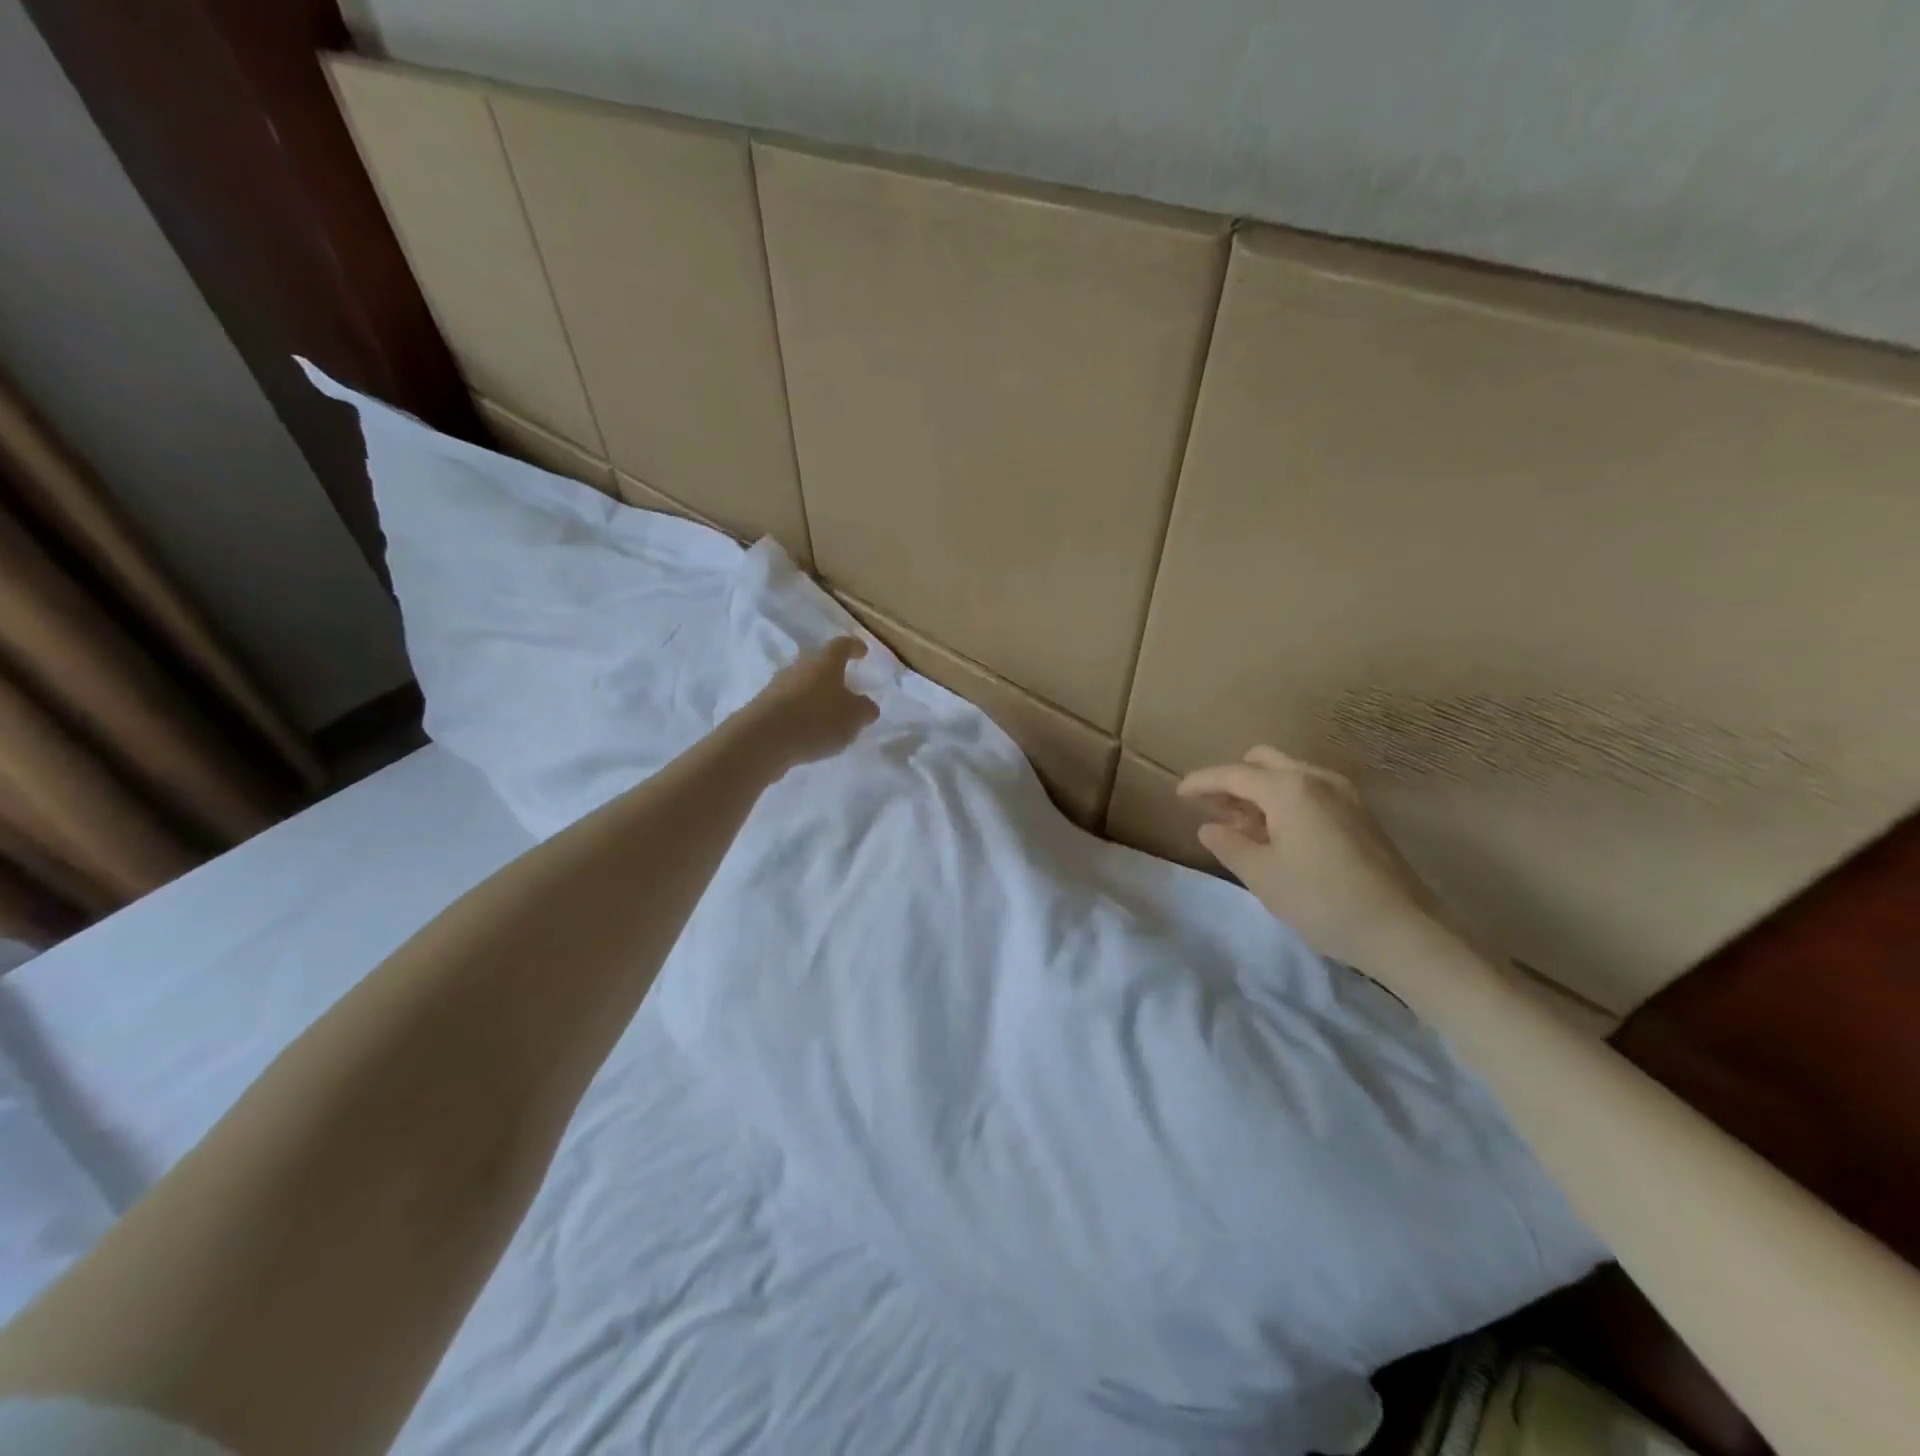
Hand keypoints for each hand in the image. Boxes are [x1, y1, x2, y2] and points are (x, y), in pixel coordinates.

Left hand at [743, 637, 879, 769]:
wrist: (762, 739)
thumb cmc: (817, 719)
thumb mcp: (854, 717)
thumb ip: (865, 709)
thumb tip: (867, 705)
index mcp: (825, 662)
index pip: (841, 645)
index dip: (854, 647)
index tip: (862, 651)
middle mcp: (800, 667)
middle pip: (819, 664)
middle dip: (833, 674)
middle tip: (846, 686)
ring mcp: (778, 686)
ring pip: (803, 685)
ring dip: (816, 696)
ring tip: (829, 715)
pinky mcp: (764, 708)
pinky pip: (790, 705)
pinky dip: (802, 714)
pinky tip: (809, 731)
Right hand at [1178, 746, 1454, 971]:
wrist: (1404, 930)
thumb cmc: (1322, 900)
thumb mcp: (1262, 876)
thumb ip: (1228, 844)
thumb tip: (1210, 827)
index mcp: (1288, 788)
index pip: (1232, 774)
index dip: (1201, 782)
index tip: (1179, 793)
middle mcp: (1316, 778)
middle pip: (1262, 761)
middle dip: (1233, 779)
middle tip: (1212, 808)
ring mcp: (1343, 793)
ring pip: (1288, 773)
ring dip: (1259, 790)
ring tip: (1241, 824)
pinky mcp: (1359, 812)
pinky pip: (1309, 790)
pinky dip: (1284, 799)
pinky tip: (1277, 832)